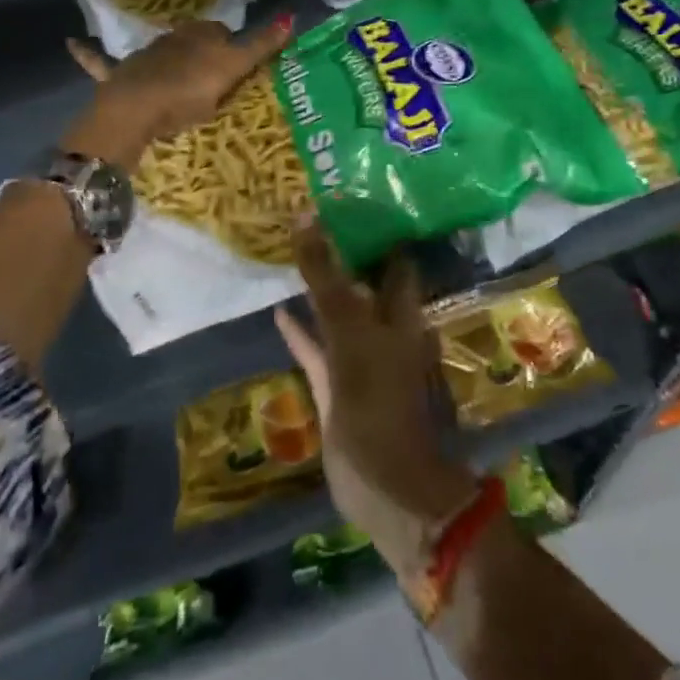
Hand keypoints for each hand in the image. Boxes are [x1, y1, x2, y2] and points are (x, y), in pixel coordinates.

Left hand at [64, 17, 291, 164]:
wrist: (136, 108)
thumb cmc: (188, 89)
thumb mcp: (231, 70)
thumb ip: (260, 45)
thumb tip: (292, 16)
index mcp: (198, 36)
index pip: (220, 32)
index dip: (231, 46)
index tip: (239, 66)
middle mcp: (170, 39)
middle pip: (190, 42)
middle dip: (200, 52)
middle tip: (214, 77)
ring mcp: (142, 57)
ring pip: (158, 53)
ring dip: (165, 57)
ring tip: (179, 79)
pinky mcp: (117, 76)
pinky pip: (100, 61)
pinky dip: (87, 53)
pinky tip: (71, 43)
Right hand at [275, 218, 475, 577]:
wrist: (385, 484)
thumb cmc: (377, 397)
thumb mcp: (349, 328)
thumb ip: (325, 276)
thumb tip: (305, 213)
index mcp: (401, 311)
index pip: (393, 256)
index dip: (378, 226)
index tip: (352, 196)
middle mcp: (385, 328)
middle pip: (365, 280)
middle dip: (344, 253)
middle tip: (314, 217)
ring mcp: (361, 357)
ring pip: (339, 312)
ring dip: (321, 289)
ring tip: (292, 255)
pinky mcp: (338, 385)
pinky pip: (318, 349)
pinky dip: (301, 331)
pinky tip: (278, 311)